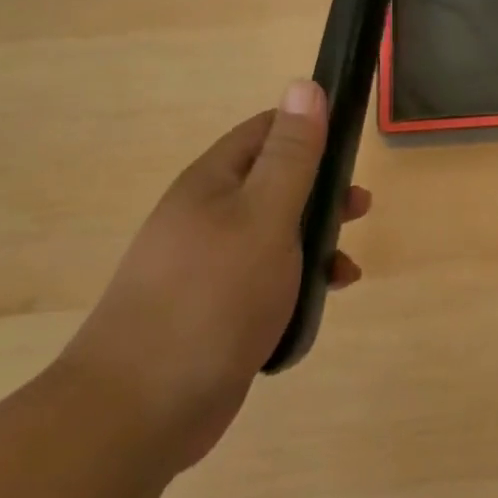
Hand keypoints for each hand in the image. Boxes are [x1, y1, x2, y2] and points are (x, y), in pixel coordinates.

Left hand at [59, 81, 367, 469]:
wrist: (138, 411)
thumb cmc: (212, 297)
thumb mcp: (265, 216)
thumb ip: (291, 154)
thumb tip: (304, 85)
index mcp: (213, 183)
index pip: (266, 131)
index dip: (310, 129)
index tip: (351, 144)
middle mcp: (207, 216)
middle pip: (275, 183)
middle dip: (322, 191)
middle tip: (359, 207)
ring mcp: (209, 266)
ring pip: (276, 235)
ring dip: (316, 241)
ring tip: (347, 264)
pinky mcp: (216, 311)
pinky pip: (267, 279)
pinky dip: (300, 282)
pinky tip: (324, 300)